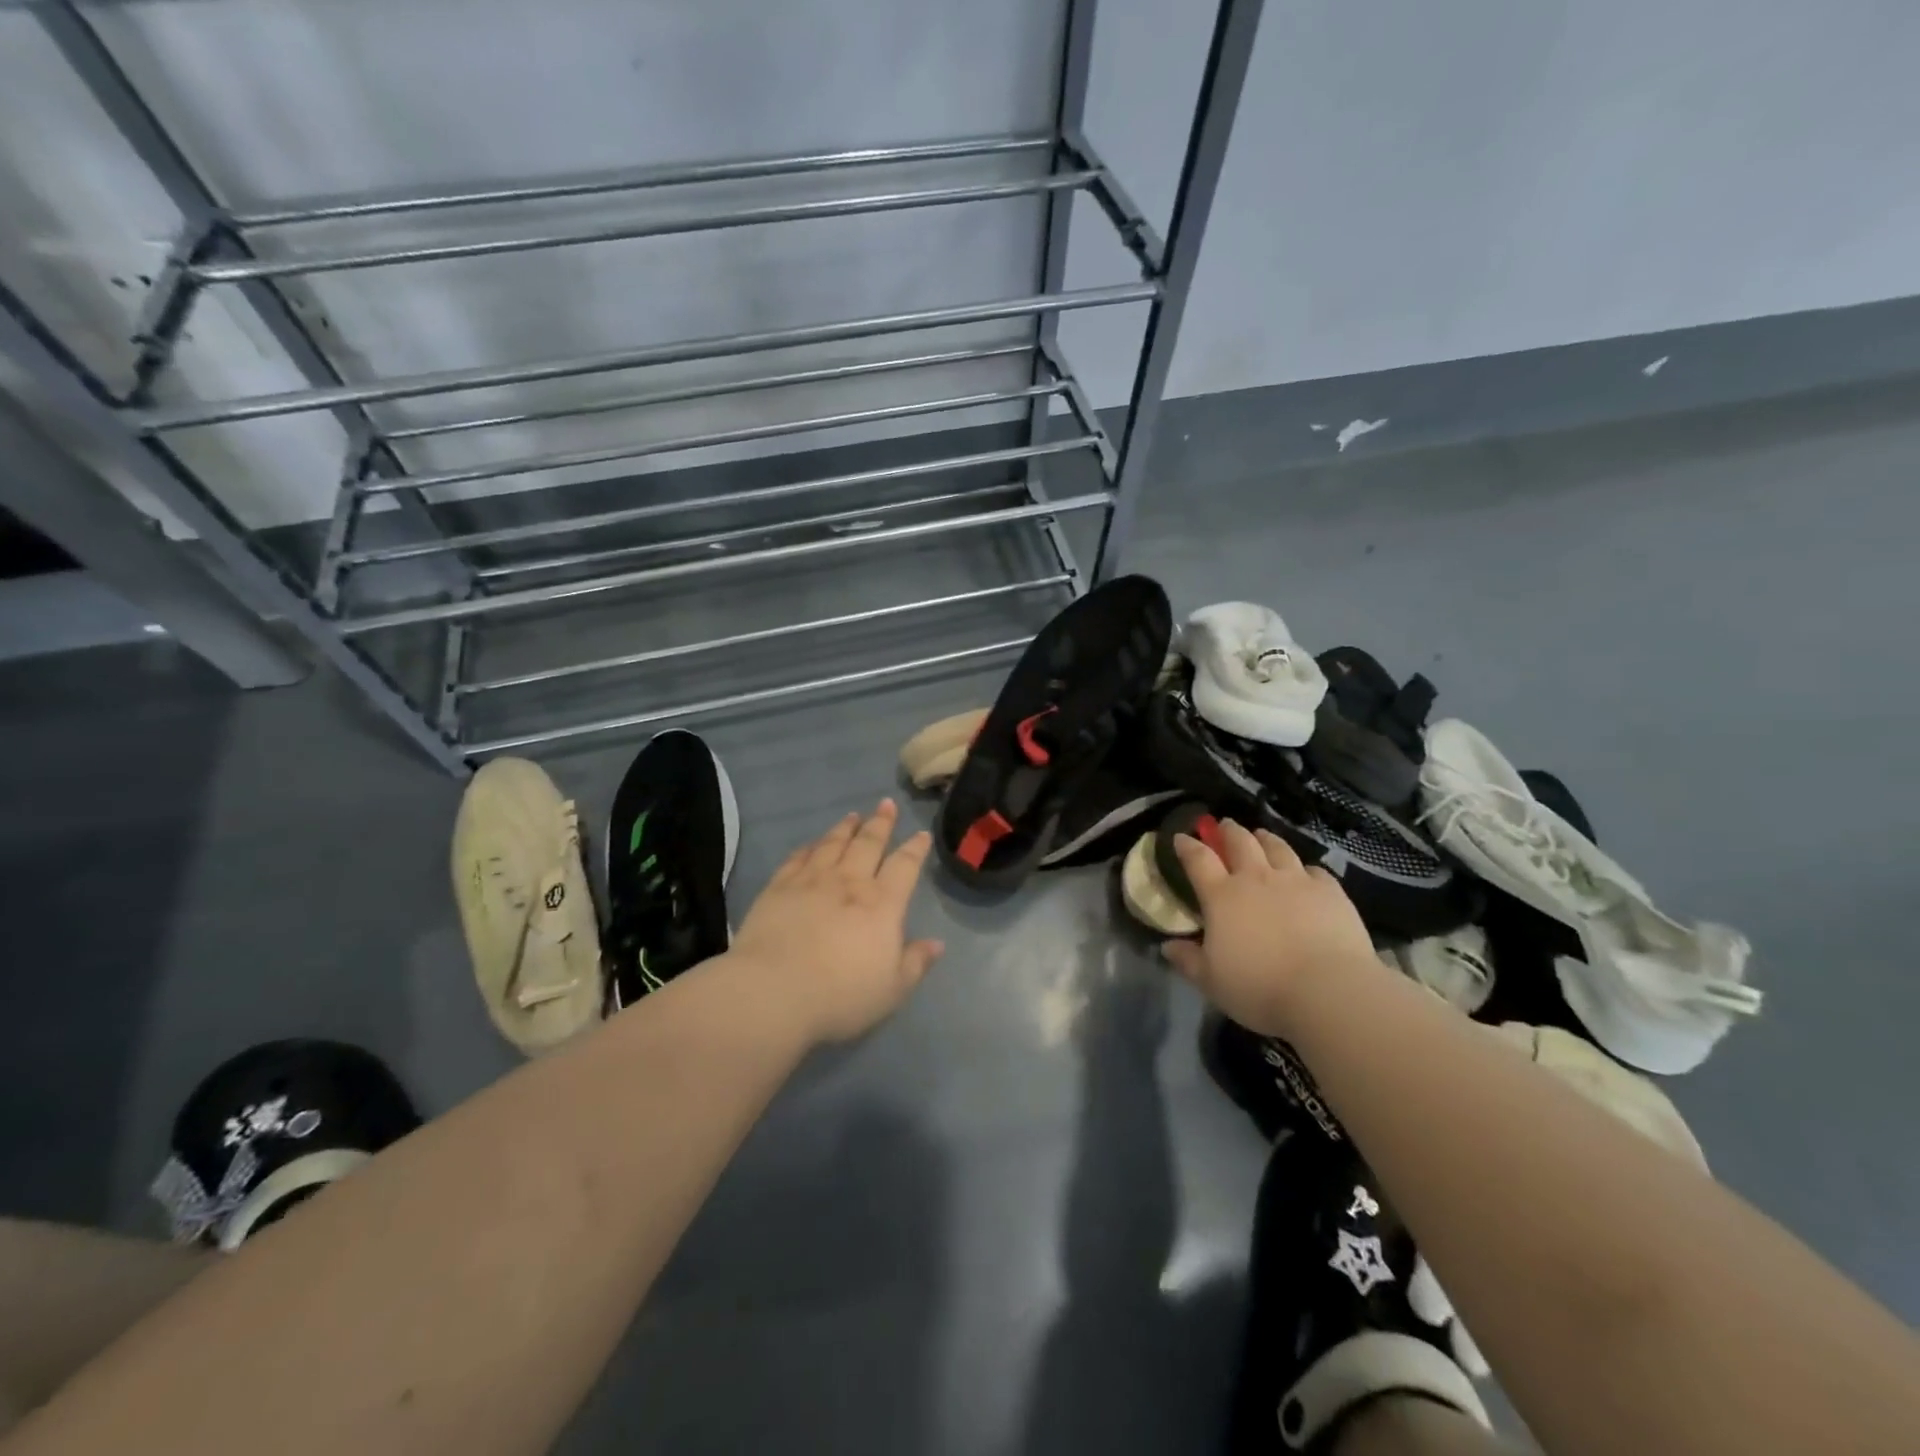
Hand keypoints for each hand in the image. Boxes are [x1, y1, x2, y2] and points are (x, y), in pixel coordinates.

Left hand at [729, 799, 944, 1044]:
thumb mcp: (891, 990)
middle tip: (886, 804)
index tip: (921, 833)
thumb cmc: (841, 995)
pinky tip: (811, 844)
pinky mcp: (779, 887)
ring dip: (845, 828)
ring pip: (833, 844)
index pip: (904, 866)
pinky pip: (798, 858)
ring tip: (852, 816)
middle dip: (880, 823)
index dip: (915, 849)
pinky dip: (809, 847)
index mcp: (882, 904)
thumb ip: (915, 963)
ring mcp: (812, 881)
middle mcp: (850, 882)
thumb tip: (937, 943)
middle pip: (869, 844)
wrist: (774, 992)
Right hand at [1161, 818, 1378, 1036]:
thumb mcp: (1211, 981)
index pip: (1198, 859)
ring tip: (1261, 836)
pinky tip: (1305, 873)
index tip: (1181, 838)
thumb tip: (1167, 947)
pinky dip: (1304, 868)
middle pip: (1240, 841)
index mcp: (1222, 896)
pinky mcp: (1330, 891)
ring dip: (1265, 838)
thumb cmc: (1260, 987)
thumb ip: (1188, 961)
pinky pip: (1314, 870)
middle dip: (1228, 831)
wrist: (1328, 990)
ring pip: (1277, 847)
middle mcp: (1256, 878)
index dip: (1187, 846)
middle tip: (1224, 826)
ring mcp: (1296, 881)